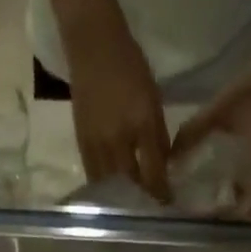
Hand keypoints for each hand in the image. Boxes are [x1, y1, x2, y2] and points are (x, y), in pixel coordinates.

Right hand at [64, 14, 171, 200]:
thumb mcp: (153, 100)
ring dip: (122, 197)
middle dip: (142, 198)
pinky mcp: (81, 143)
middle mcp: (118, 140)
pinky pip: (94, 175)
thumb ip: (158, 137)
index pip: (154, 173)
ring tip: (131, 204)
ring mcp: (97, 143)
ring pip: (111, 184)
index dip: (162, 192)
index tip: (168, 203)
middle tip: (150, 206)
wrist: (92, 44)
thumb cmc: (130, 66)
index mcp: (141, 125)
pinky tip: (111, 191)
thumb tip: (164, 167)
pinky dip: (104, 187)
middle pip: (131, 184)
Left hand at [170, 53, 250, 216]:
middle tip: (206, 213)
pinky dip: (247, 192)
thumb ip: (193, 134)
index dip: (229, 218)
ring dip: (240, 205)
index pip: (250, 212)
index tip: (206, 217)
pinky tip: (227, 185)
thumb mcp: (218, 111)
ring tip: (214, 203)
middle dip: (232, 215)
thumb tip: (169, 159)